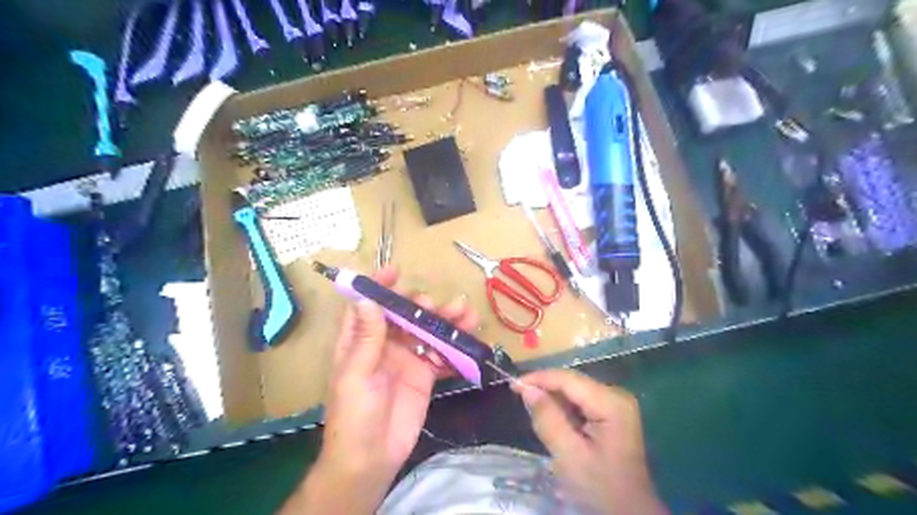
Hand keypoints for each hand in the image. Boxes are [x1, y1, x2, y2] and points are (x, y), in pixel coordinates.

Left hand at [287, 266, 479, 513]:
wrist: (371, 458)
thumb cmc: (353, 416)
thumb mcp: (355, 374)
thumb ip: (367, 338)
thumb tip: (368, 300)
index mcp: (360, 341)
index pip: (367, 306)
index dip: (378, 286)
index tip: (395, 271)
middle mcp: (384, 345)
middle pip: (404, 315)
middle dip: (421, 305)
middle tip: (435, 305)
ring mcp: (406, 359)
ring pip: (427, 332)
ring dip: (445, 321)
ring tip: (466, 313)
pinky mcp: (425, 375)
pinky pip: (441, 355)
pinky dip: (455, 347)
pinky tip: (469, 340)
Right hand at [509, 371, 666, 514]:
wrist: (629, 512)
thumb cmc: (600, 487)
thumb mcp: (568, 455)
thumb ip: (547, 418)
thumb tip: (527, 388)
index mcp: (611, 402)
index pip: (568, 379)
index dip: (539, 378)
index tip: (512, 385)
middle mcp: (616, 395)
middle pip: (572, 382)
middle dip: (545, 388)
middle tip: (520, 399)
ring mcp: (616, 403)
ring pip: (575, 390)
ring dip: (553, 399)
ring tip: (535, 412)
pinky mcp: (613, 412)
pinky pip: (581, 401)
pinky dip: (564, 408)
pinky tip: (554, 420)